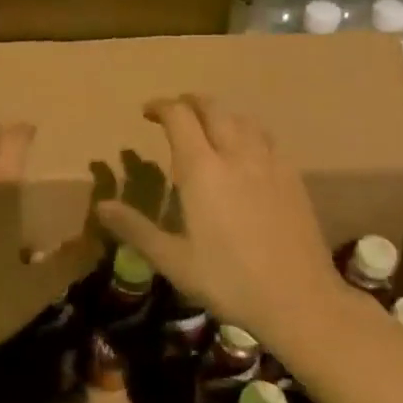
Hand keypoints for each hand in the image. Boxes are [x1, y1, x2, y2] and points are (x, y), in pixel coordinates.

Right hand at [97, 95, 341, 340]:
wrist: (300, 299)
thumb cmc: (230, 281)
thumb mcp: (174, 261)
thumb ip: (136, 229)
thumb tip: (102, 206)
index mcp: (203, 171)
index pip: (180, 118)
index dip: (161, 107)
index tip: (147, 113)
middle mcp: (236, 155)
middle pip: (213, 109)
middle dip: (190, 103)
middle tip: (174, 112)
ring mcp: (269, 163)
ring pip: (243, 119)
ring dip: (220, 115)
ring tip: (209, 128)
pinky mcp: (293, 177)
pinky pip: (266, 138)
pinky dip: (248, 132)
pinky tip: (246, 153)